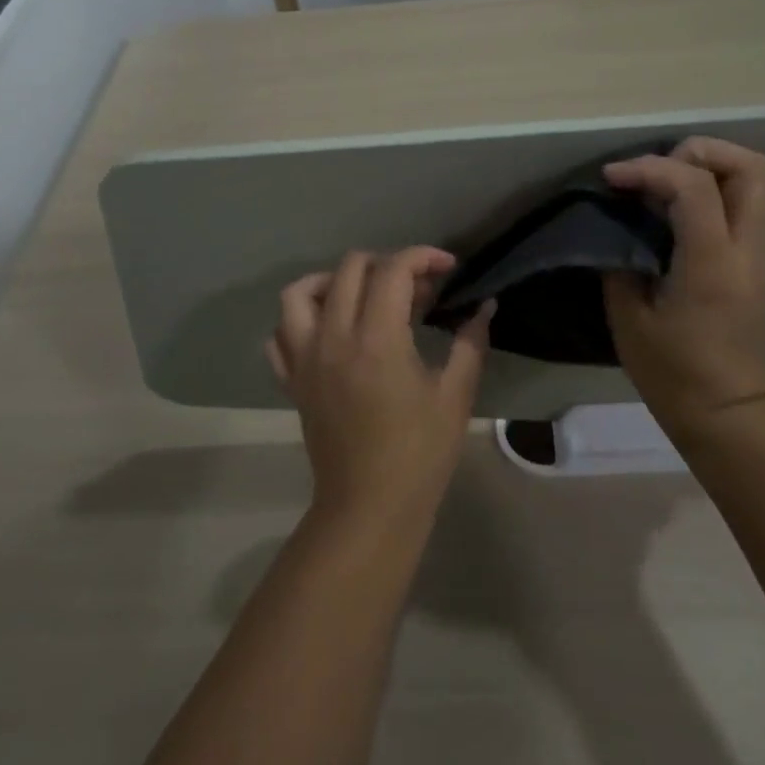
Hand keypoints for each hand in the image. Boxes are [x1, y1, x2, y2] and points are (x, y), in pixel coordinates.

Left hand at [268, 248, 494, 528]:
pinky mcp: (292, 381)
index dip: (423, 257)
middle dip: (387, 264)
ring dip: (333, 281)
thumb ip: (470, 344)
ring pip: (300, 293)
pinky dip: (300, 320)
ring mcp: (305, 359)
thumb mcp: (455, 396)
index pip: (393, 270)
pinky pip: (280, 335)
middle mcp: (333, 338)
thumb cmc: (420, 454)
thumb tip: (484, 307)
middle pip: (349, 269)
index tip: (447, 268)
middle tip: (415, 290)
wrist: (369, 507)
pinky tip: (327, 330)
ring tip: (363, 296)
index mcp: (377, 340)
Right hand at [601, 137, 764, 432]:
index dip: (649, 168)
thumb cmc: (672, 372)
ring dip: (715, 166)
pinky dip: (718, 188)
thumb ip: (621, 262)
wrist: (726, 411)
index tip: (613, 178)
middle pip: (752, 167)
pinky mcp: (757, 262)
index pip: (693, 186)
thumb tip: (618, 228)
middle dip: (700, 152)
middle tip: (658, 169)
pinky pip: (749, 204)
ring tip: (670, 180)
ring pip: (760, 180)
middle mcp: (746, 249)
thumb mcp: (628, 317)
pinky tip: (680, 208)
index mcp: (711, 263)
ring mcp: (759, 254)